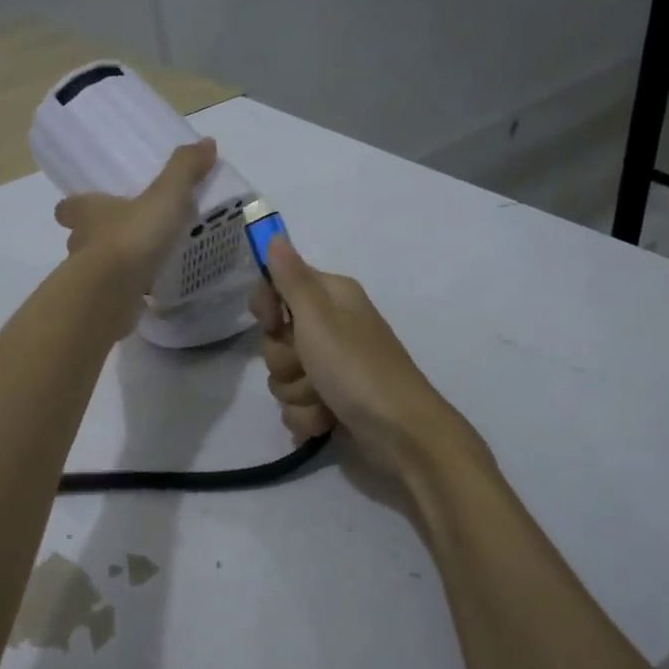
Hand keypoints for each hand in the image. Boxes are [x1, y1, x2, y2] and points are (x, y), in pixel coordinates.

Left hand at [54, 139, 217, 315]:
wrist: (112, 293)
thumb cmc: (132, 237)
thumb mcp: (165, 196)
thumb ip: (184, 171)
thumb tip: (206, 142)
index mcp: (88, 213)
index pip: (68, 207)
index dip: (76, 206)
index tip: (91, 206)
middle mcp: (81, 244)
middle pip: (80, 237)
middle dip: (98, 237)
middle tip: (125, 235)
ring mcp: (88, 278)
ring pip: (95, 268)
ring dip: (113, 266)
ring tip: (142, 264)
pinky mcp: (100, 305)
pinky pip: (113, 295)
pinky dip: (126, 293)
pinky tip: (148, 292)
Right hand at [250, 236, 473, 476]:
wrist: (401, 433)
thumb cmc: (358, 369)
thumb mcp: (318, 319)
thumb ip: (291, 279)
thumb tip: (275, 235)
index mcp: (331, 299)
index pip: (278, 287)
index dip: (268, 307)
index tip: (272, 321)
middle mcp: (331, 328)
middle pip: (276, 338)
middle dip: (285, 360)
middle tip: (309, 365)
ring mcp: (331, 367)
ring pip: (283, 376)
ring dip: (297, 393)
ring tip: (325, 400)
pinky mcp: (331, 400)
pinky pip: (296, 404)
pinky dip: (308, 416)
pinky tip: (326, 422)